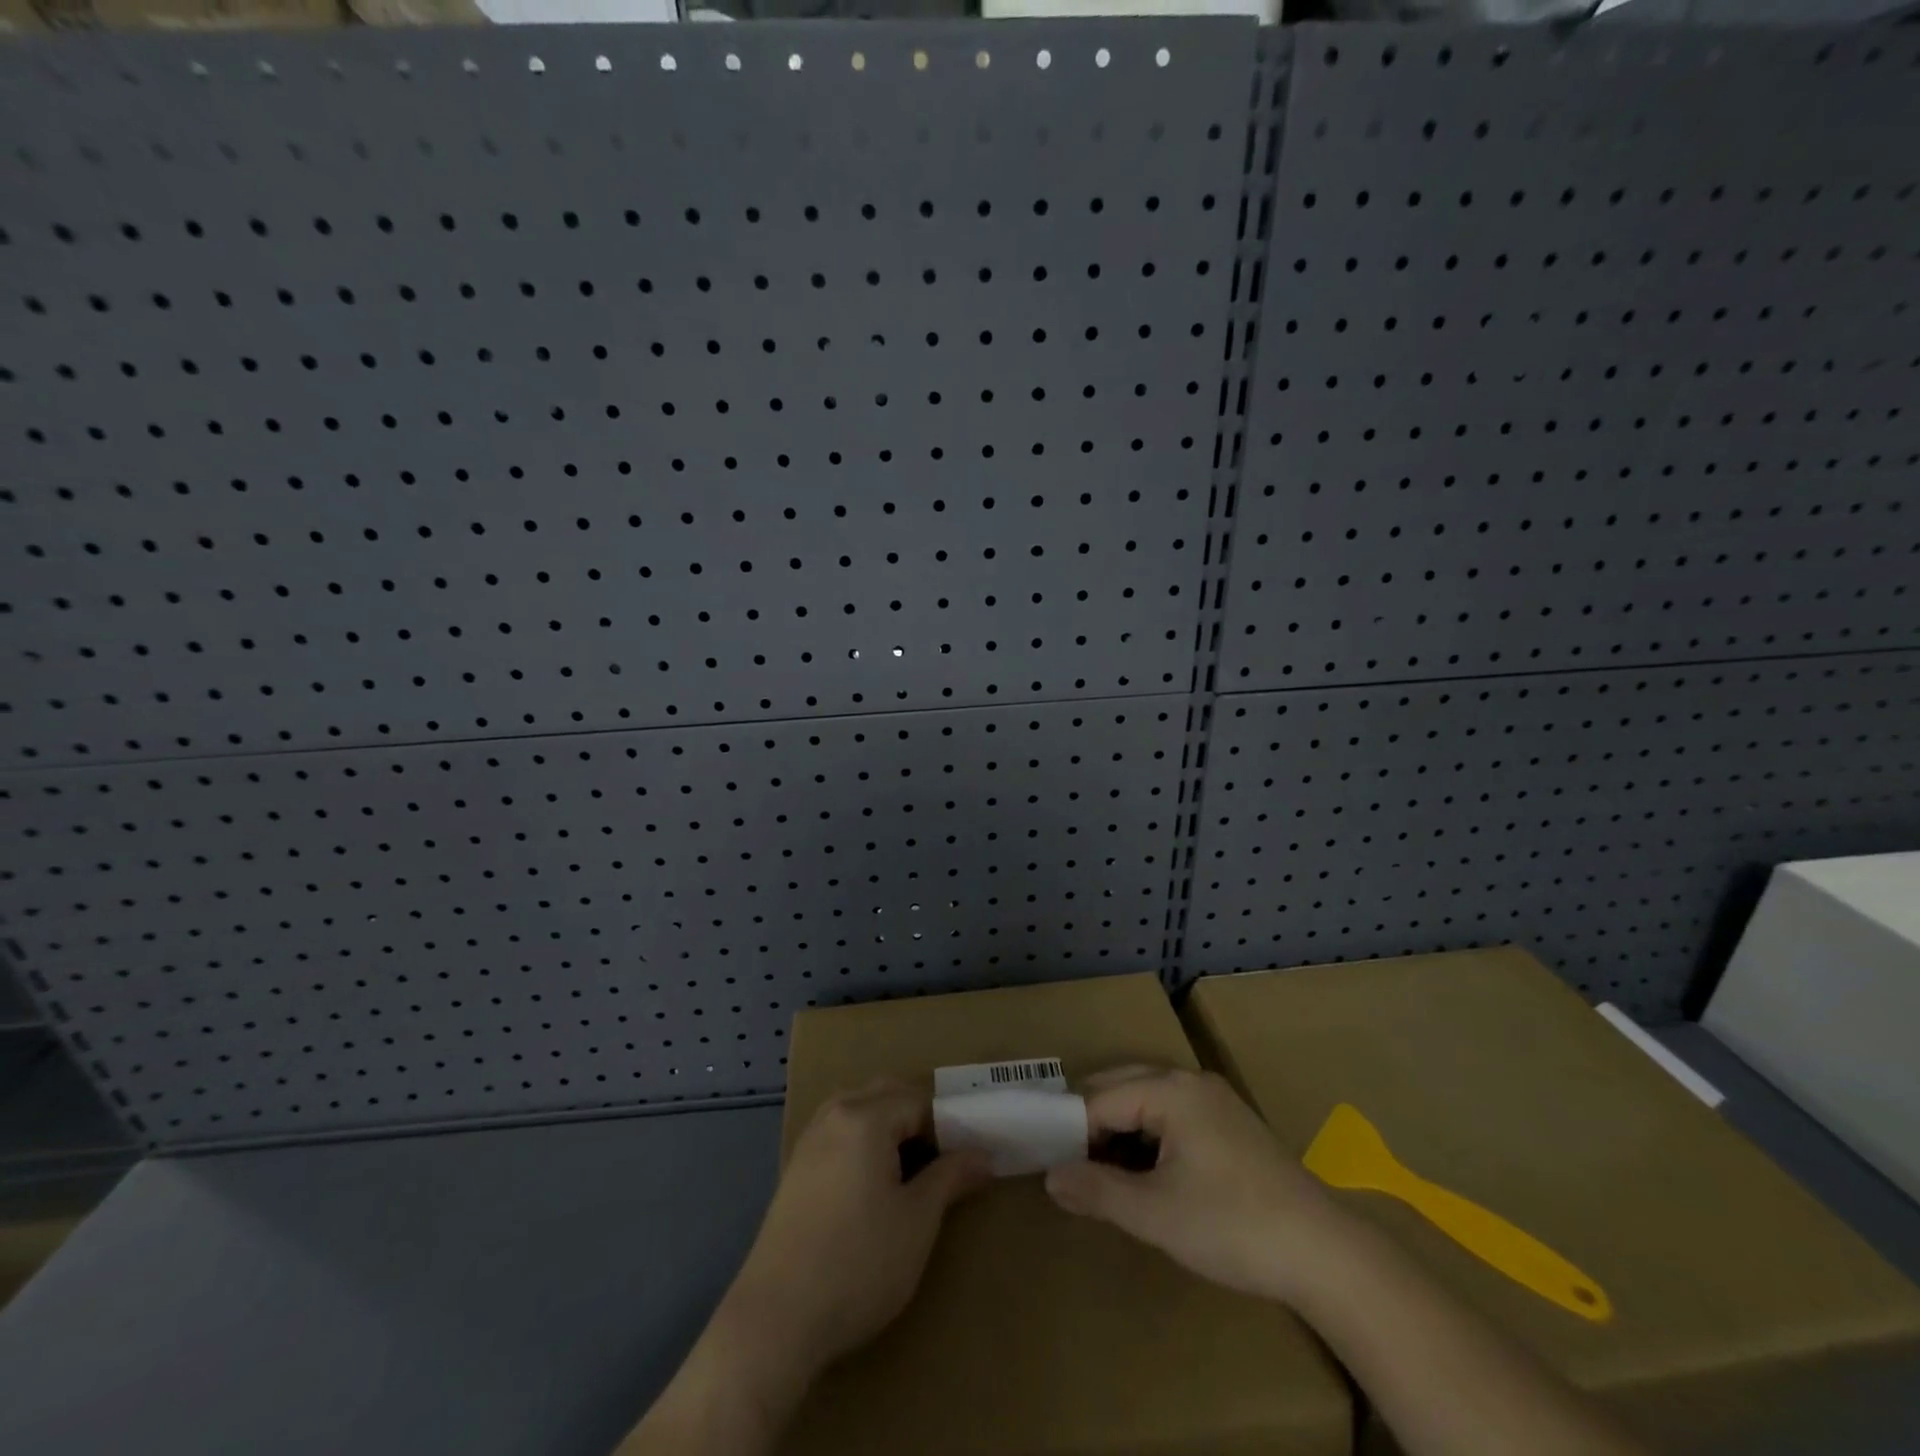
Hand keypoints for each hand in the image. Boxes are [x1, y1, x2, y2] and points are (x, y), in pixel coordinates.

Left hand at [725, 1079, 991, 1377]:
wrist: (775, 1321)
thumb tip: (982, 1156)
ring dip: (890, 1127)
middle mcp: (834, 1114)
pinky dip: (864, 1142)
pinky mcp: (796, 1169)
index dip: (949, 1126)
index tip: (968, 1159)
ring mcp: (810, 1140)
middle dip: (920, 1118)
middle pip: (887, 1094)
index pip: (920, 1101)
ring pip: (860, 1109)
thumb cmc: (858, 1263)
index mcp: (865, 1116)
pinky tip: (874, 1184)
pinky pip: (840, 1133)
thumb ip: (951, 1178)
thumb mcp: (917, 1222)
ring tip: (913, 1171)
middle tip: (945, 1160)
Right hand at [1044, 1065, 1347, 1303]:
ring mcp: (1214, 1099)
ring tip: (1102, 1173)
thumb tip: (1050, 1177)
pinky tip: (1146, 1173)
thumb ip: (1097, 1190)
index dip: (1071, 1131)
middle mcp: (1189, 1081)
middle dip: (1092, 1122)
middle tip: (1069, 1166)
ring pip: (1147, 1100)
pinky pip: (1172, 1114)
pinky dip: (1149, 1136)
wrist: (1325, 1254)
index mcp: (1169, 1090)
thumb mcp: (1155, 1214)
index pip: (1099, 1099)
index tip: (1051, 1165)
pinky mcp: (1231, 1123)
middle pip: (1121, 1087)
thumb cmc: (1232, 1226)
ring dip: (1120, 1130)